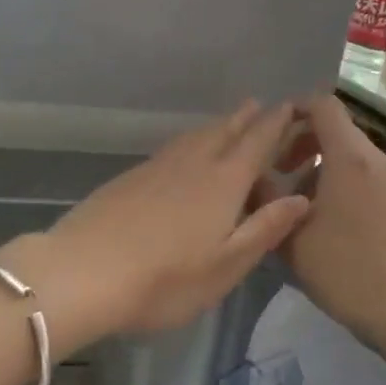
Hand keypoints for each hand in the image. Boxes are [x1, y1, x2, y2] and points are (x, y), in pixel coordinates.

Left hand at [0, 101, 310, 349]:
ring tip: (227, 123)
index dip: (275, 125)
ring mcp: (156, 168)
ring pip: (194, 137)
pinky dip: (189, 142)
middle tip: (259, 105)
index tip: (289, 107)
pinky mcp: (129, 178)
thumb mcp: (227, 265)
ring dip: (216, 126)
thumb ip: (265, 229)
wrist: (83, 273)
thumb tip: (302, 198)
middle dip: (244, 118)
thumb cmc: (165, 279)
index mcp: (223, 182)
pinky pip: (171, 149)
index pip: (256, 143)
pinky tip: (183, 155)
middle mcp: (192, 164)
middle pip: (223, 131)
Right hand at [259, 95, 385, 351]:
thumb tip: (251, 175)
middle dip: (302, 142)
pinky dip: (339, 181)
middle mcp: (376, 158)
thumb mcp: (291, 236)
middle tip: (278, 172)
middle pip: (336, 128)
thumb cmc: (346, 269)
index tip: (270, 135)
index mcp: (350, 157)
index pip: (323, 105)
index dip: (294, 109)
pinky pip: (364, 174)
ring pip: (349, 154)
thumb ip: (266, 198)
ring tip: (295, 202)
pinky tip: (323, 219)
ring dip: (319, 165)